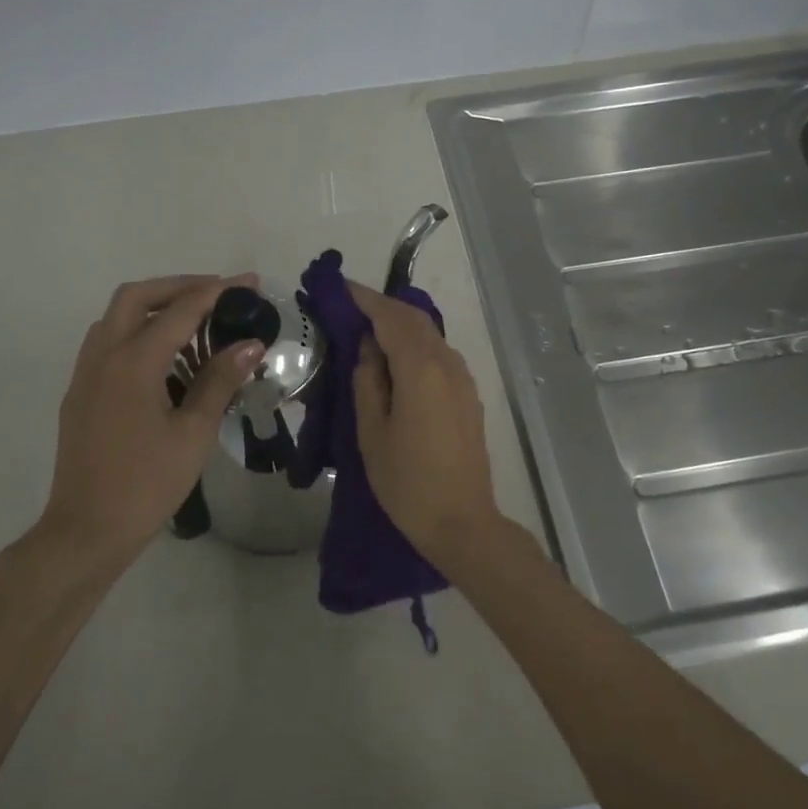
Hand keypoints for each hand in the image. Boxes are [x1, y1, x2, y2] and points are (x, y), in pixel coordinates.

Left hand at [26, 274, 264, 570]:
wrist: (88, 529)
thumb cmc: (147, 484)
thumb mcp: (193, 433)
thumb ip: (219, 381)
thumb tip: (250, 344)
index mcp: (133, 363)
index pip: (180, 311)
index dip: (217, 293)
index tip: (248, 283)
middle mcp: (103, 356)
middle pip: (136, 297)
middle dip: (178, 287)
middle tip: (216, 294)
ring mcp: (85, 374)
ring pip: (116, 318)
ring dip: (154, 307)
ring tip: (194, 323)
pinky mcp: (80, 393)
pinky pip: (107, 343)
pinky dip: (137, 332)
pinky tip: (164, 359)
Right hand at [349, 281, 504, 564]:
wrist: (461, 521)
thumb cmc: (407, 481)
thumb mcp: (372, 431)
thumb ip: (368, 381)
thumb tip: (369, 347)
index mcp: (421, 369)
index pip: (391, 317)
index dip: (365, 298)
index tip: (339, 287)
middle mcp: (448, 364)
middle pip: (414, 320)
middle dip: (382, 307)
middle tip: (349, 307)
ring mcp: (463, 379)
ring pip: (430, 335)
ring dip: (400, 325)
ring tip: (368, 330)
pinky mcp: (468, 396)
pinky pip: (439, 355)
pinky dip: (415, 345)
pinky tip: (396, 359)